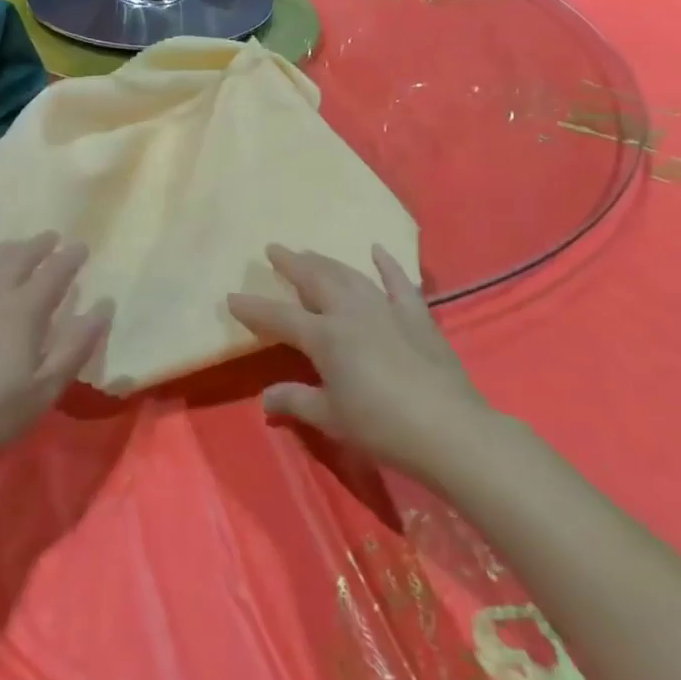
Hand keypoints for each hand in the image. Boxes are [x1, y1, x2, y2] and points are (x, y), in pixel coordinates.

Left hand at [0, 233, 109, 480]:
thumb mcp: (46, 387)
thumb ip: (77, 344)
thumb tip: (105, 305)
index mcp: (24, 309)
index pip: (54, 272)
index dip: (70, 258)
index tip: (82, 246)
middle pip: (18, 257)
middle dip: (38, 245)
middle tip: (51, 237)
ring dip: (5, 248)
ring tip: (16, 245)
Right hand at [228, 245, 492, 479]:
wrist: (448, 430)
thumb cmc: (382, 426)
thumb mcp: (332, 418)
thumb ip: (296, 400)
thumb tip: (265, 398)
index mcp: (325, 337)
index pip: (279, 317)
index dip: (253, 308)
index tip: (231, 296)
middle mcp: (350, 312)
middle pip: (315, 280)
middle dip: (291, 263)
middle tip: (274, 249)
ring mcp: (385, 309)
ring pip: (349, 275)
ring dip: (327, 262)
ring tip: (310, 253)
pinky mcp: (416, 316)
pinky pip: (399, 282)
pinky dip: (387, 264)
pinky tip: (377, 249)